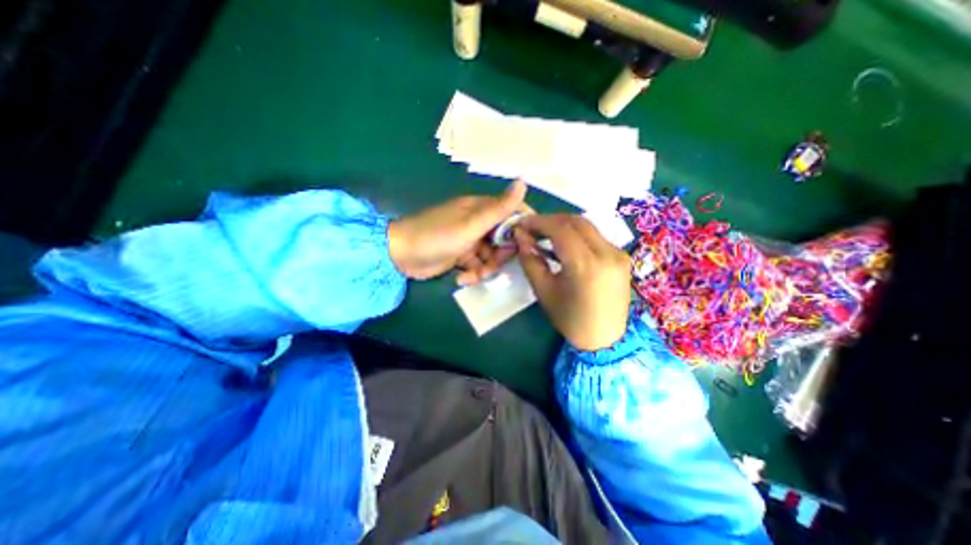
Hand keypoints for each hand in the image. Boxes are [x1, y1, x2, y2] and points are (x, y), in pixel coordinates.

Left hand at [388, 182, 526, 283]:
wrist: (401, 256)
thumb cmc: (436, 236)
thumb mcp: (471, 224)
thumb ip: (498, 209)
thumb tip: (523, 181)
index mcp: (481, 209)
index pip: (512, 212)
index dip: (522, 227)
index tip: (528, 244)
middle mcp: (478, 223)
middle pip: (504, 239)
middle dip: (501, 255)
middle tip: (492, 265)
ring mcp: (470, 240)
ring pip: (492, 255)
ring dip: (486, 268)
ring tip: (473, 275)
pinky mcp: (462, 256)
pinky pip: (478, 265)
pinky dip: (473, 273)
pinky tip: (462, 278)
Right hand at [512, 212, 634, 349]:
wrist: (606, 338)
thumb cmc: (570, 319)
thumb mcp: (543, 291)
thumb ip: (530, 260)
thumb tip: (520, 236)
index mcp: (586, 266)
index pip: (561, 229)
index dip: (538, 222)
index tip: (521, 223)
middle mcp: (607, 253)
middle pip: (576, 221)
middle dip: (550, 220)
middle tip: (532, 227)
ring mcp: (618, 253)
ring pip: (587, 226)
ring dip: (564, 225)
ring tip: (544, 233)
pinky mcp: (622, 256)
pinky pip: (596, 236)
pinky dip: (577, 234)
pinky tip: (565, 243)